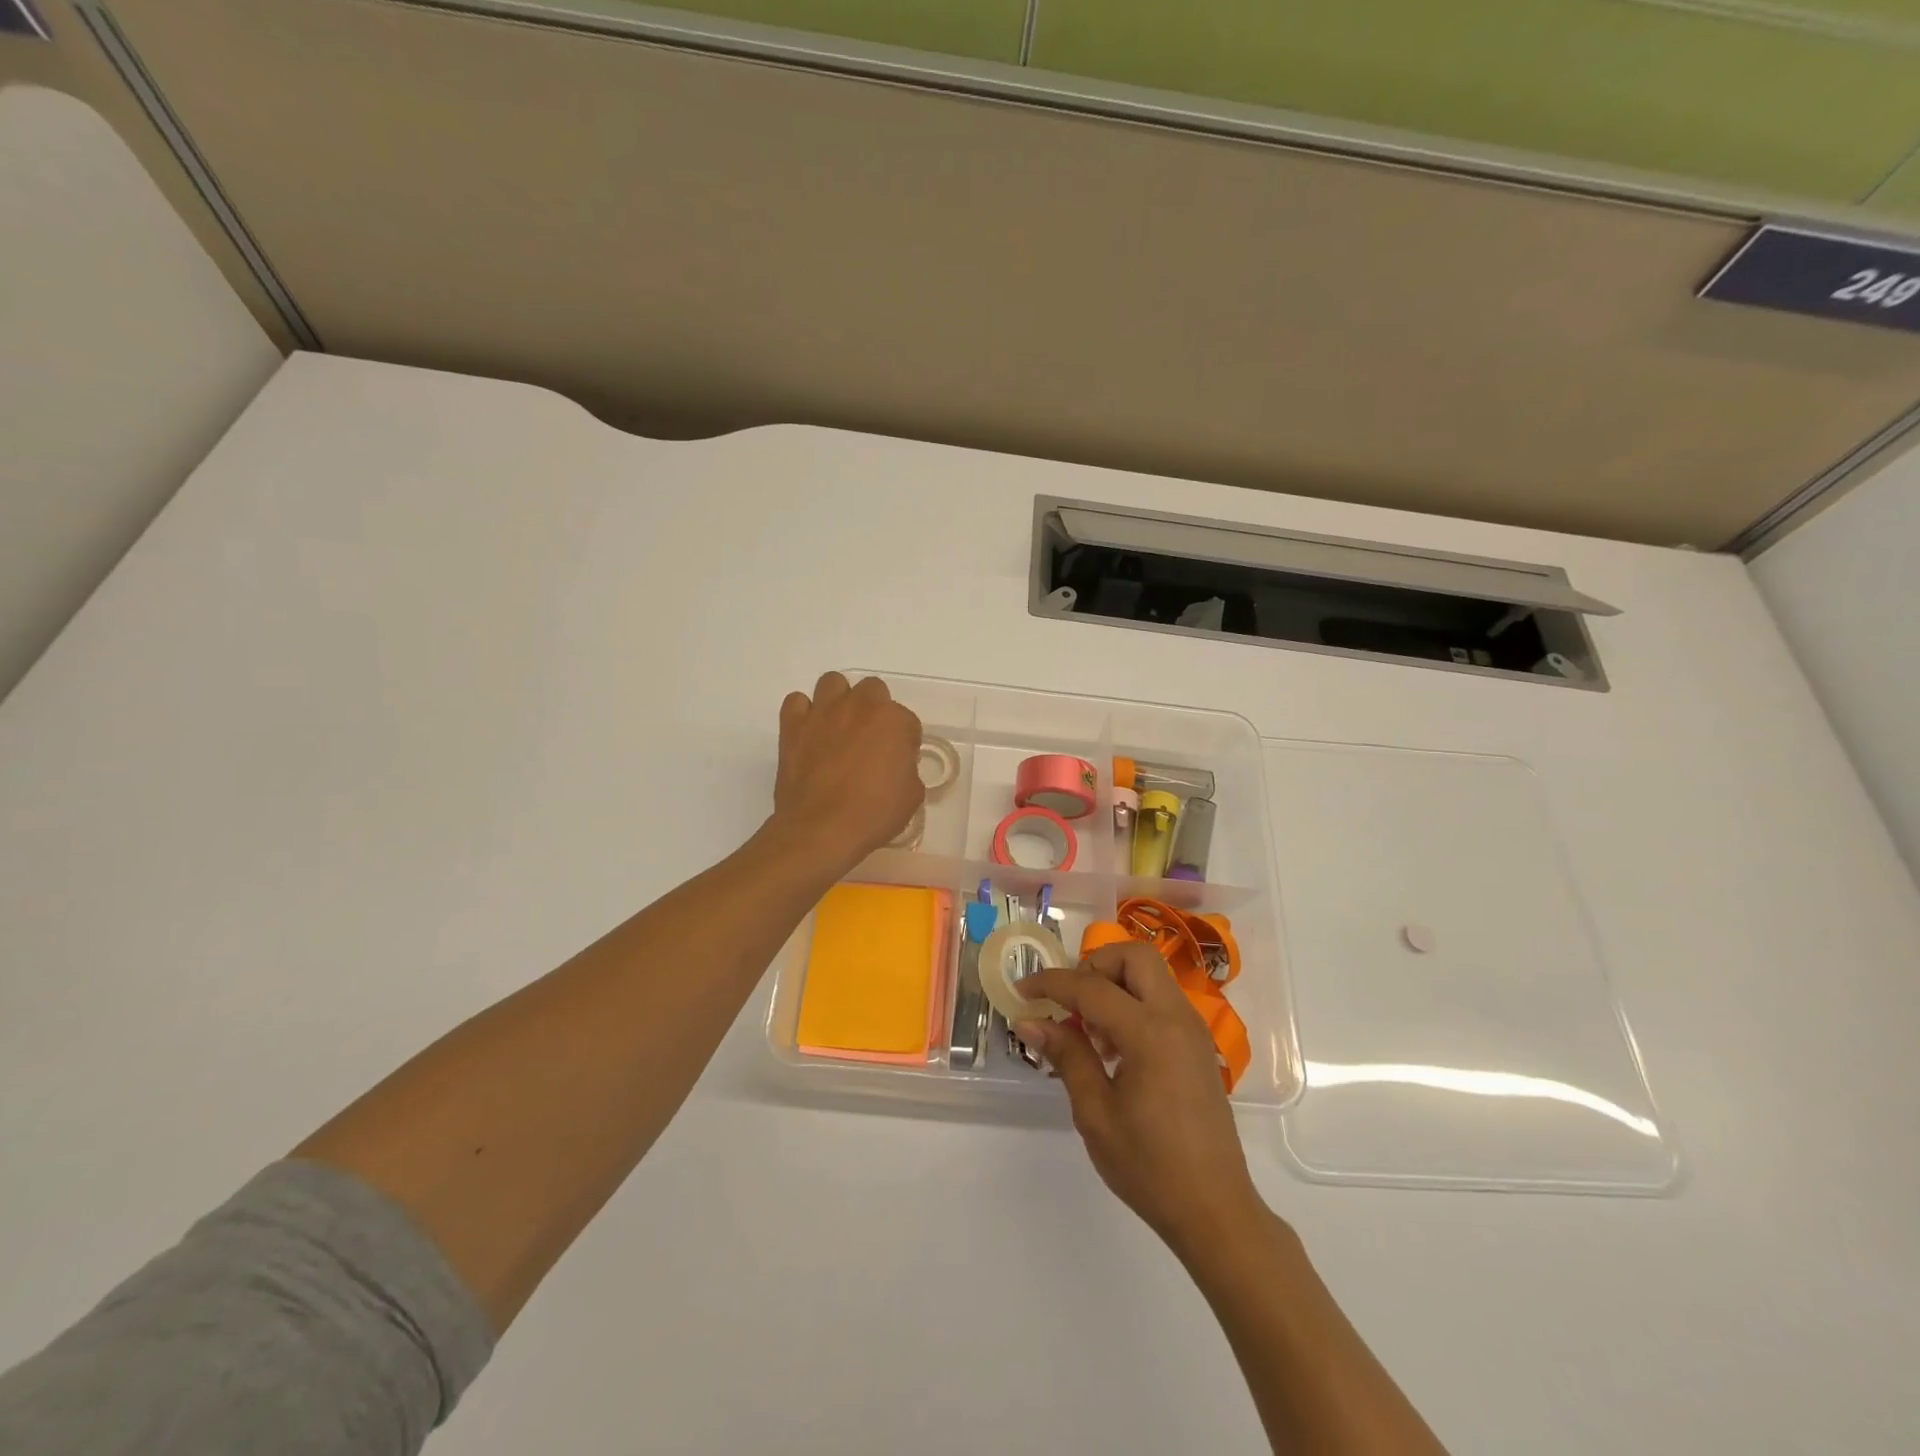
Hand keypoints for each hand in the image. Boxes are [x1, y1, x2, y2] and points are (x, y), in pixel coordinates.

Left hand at [771, 672, 923, 874]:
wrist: (822, 829)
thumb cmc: (874, 814)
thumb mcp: (912, 795)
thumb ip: (908, 769)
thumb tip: (896, 766)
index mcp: (893, 720)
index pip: (907, 720)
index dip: (904, 742)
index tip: (898, 761)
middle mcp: (859, 706)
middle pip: (873, 689)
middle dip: (875, 710)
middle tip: (870, 740)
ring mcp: (823, 712)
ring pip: (833, 683)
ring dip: (839, 700)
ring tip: (839, 727)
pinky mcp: (793, 725)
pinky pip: (797, 702)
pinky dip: (803, 713)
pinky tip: (809, 733)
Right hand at [1017, 943, 1267, 1260]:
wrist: (1215, 1211)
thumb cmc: (1150, 1167)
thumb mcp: (1096, 1113)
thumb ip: (1066, 1056)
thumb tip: (1030, 1021)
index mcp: (1150, 1033)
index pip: (1091, 987)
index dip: (1051, 983)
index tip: (1022, 990)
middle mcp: (1176, 1017)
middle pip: (1134, 956)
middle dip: (1094, 965)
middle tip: (1070, 1002)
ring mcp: (1192, 1029)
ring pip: (1150, 973)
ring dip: (1115, 984)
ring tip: (1090, 1032)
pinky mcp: (1197, 1044)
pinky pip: (1161, 999)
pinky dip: (1133, 1002)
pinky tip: (1114, 1048)